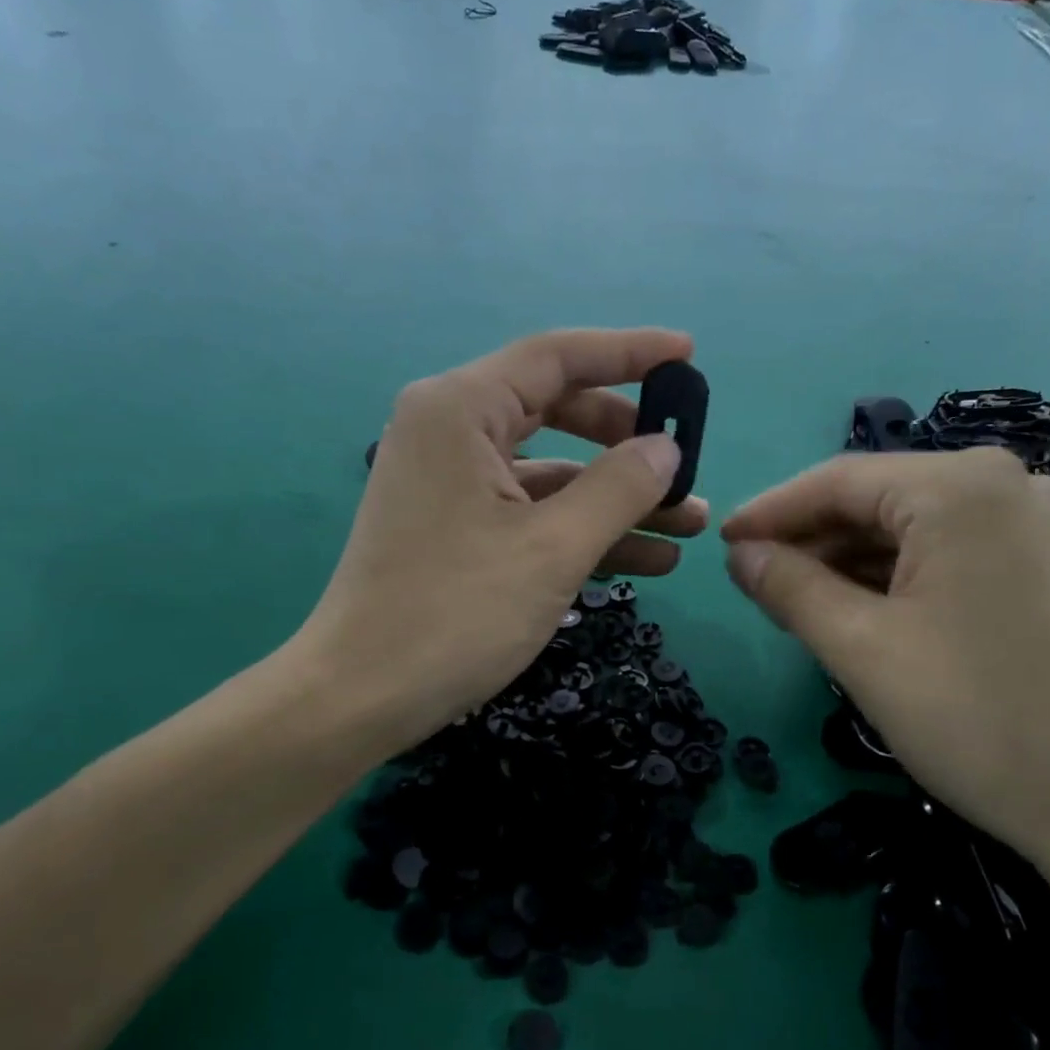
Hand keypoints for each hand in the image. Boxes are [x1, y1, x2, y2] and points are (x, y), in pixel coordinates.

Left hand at [287, 329, 707, 761]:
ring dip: (618, 496)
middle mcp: (451, 431)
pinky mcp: (457, 526)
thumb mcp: (553, 548)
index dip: (629, 352)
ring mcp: (453, 482)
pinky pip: (532, 511)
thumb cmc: (455, 612)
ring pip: (553, 470)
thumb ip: (619, 487)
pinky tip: (648, 559)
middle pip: (559, 411)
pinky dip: (584, 529)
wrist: (361, 697)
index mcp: (461, 410)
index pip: (557, 357)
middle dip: (629, 440)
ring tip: (689, 523)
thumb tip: (667, 448)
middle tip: (685, 460)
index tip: (688, 355)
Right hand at [720, 448, 1049, 872]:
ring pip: (915, 530)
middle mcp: (1008, 485)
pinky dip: (899, 578)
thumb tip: (740, 555)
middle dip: (812, 541)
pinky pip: (952, 554)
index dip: (771, 512)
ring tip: (799, 604)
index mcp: (961, 487)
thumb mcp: (862, 649)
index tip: (720, 545)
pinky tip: (865, 612)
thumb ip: (790, 588)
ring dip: (851, 563)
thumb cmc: (978, 719)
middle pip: (879, 501)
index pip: (838, 481)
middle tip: (756, 584)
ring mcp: (1039, 525)